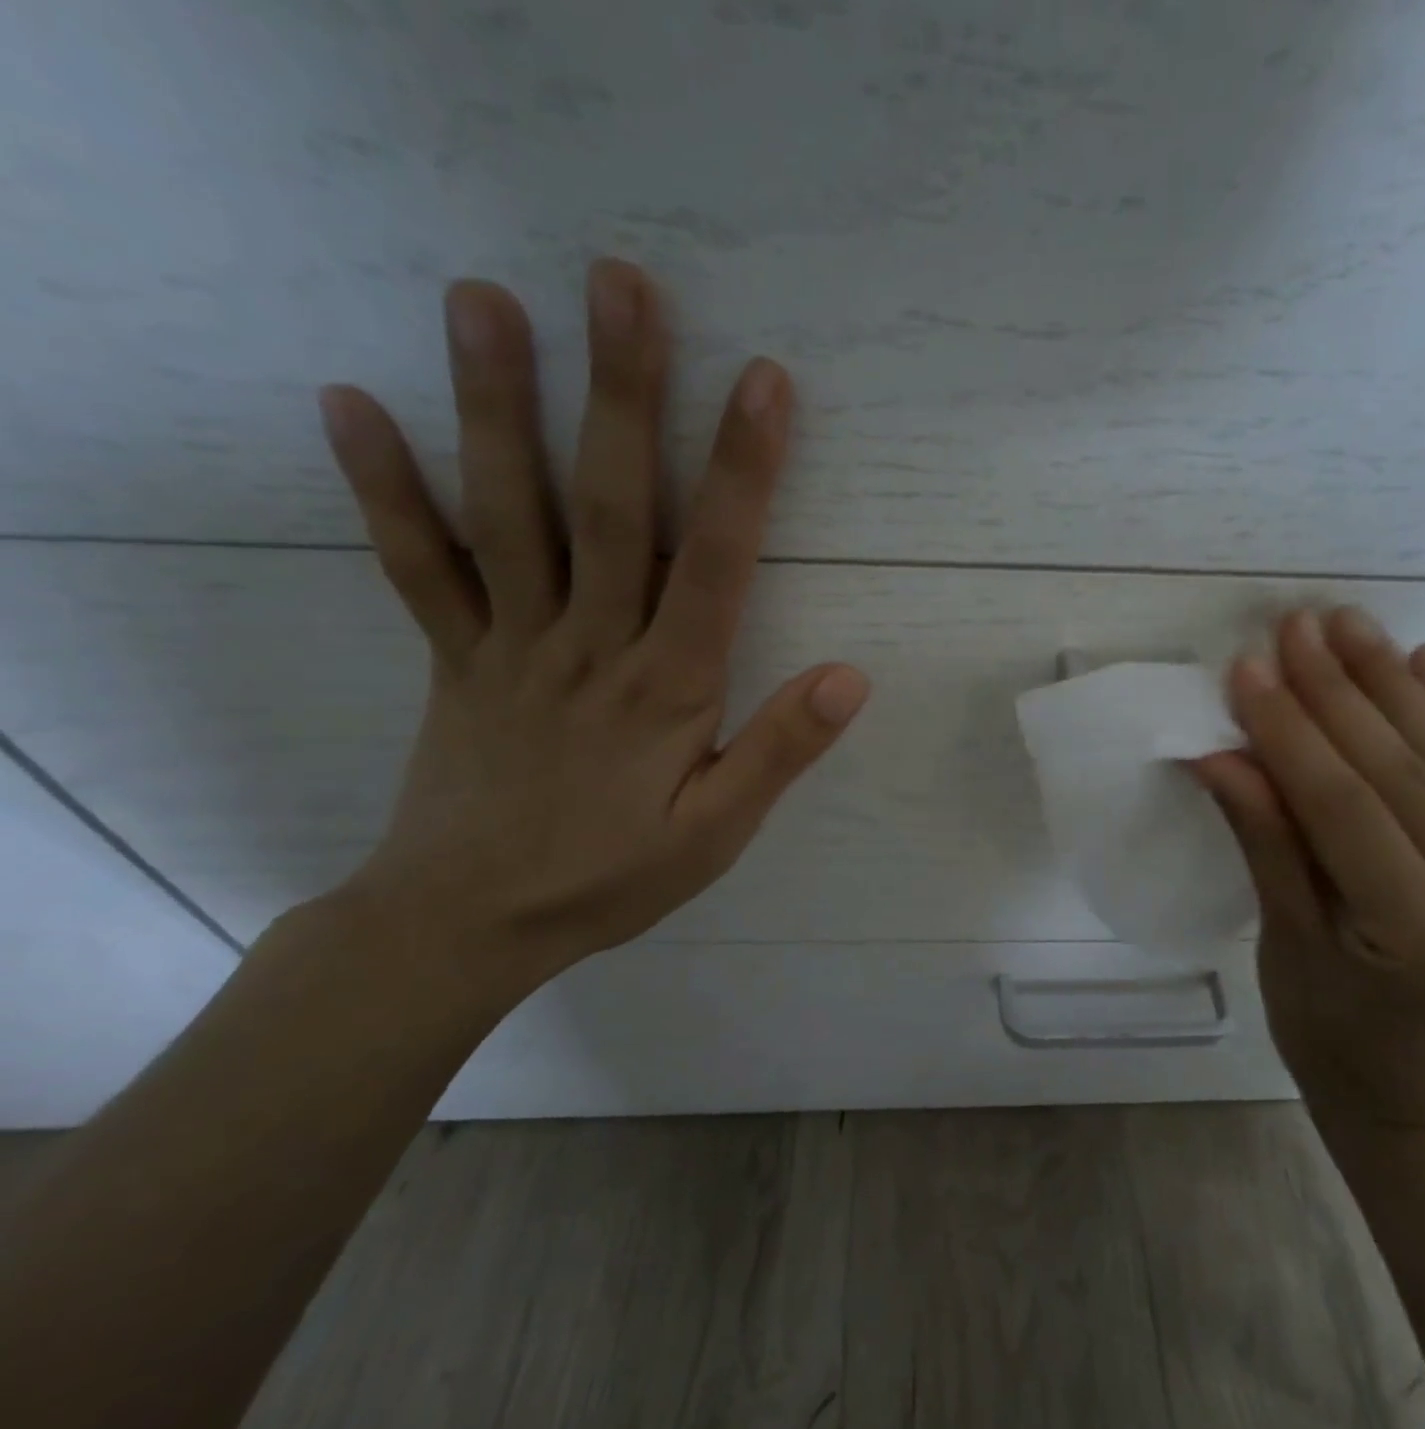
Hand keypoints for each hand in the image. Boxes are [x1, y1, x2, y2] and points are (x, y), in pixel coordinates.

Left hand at [316, 259, 867, 993]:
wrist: (467, 926)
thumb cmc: (610, 878)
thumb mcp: (716, 833)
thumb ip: (779, 751)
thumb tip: (849, 676)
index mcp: (666, 687)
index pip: (714, 562)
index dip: (742, 471)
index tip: (764, 381)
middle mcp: (588, 644)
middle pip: (609, 508)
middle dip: (621, 394)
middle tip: (620, 284)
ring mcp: (510, 643)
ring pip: (506, 516)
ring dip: (496, 406)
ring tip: (484, 300)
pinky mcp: (454, 658)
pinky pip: (418, 567)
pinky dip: (384, 489)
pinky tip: (354, 405)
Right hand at [1195, 607, 1424, 1126]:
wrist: (1406, 1088)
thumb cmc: (1325, 1031)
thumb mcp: (1282, 944)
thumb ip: (1265, 842)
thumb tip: (1222, 754)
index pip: (1349, 811)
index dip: (1292, 735)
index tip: (1247, 671)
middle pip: (1405, 776)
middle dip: (1340, 694)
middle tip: (1294, 626)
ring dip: (1393, 685)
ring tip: (1349, 624)